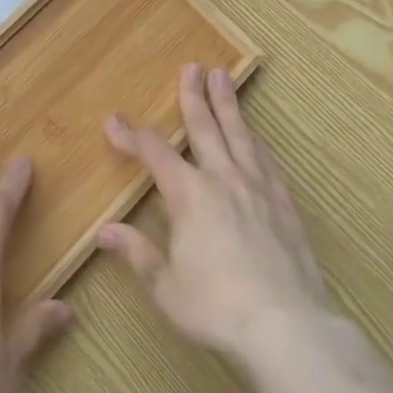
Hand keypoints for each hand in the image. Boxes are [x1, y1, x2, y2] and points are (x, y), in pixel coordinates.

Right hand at [98, 64, 336, 368]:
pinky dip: (255, 140)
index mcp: (189, 195)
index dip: (131, 135)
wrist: (287, 327)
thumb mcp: (166, 286)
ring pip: (239, 134)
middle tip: (191, 66)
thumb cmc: (216, 307)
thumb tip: (105, 231)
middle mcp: (222, 179)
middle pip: (204, 127)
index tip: (113, 120)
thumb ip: (137, 253)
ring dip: (228, 104)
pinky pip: (266, 159)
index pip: (154, 153)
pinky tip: (254, 134)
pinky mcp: (284, 203)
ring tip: (223, 77)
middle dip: (193, 96)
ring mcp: (258, 188)